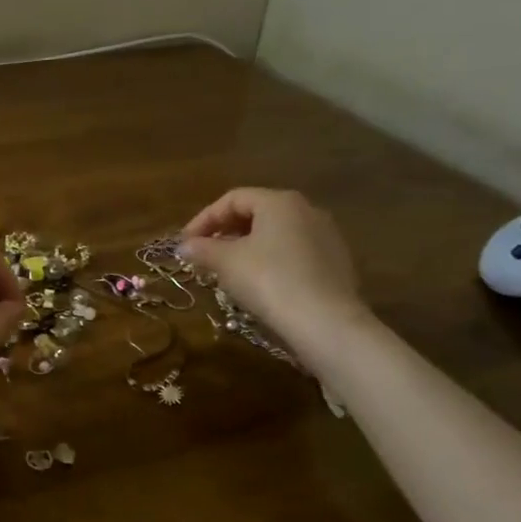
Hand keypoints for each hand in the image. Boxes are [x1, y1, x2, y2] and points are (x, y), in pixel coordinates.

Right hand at [180, 188, 372, 360]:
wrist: (325, 323)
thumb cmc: (269, 281)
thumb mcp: (226, 263)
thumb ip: (202, 249)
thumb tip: (183, 246)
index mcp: (279, 201)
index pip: (233, 199)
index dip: (204, 219)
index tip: (186, 243)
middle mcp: (307, 210)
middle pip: (256, 213)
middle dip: (225, 232)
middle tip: (204, 253)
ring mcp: (326, 236)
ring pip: (276, 234)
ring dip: (247, 247)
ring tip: (228, 269)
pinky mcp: (337, 262)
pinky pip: (294, 252)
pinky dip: (271, 260)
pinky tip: (260, 283)